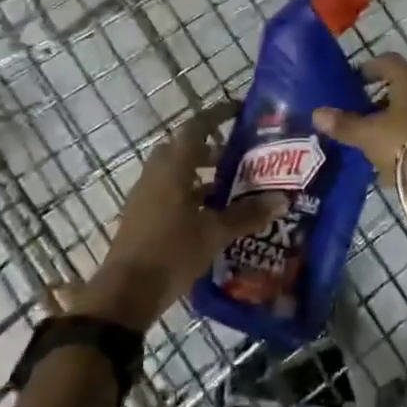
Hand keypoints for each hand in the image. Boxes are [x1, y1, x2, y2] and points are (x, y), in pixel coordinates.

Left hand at [68, 102, 284, 330]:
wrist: (125, 295)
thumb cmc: (171, 252)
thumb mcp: (214, 234)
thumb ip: (246, 214)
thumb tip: (281, 199)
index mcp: (173, 167)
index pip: (197, 127)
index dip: (219, 115)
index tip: (241, 111)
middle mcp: (156, 174)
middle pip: (185, 148)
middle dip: (212, 149)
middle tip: (241, 157)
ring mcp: (146, 196)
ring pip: (177, 172)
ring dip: (202, 174)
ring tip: (232, 189)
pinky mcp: (142, 217)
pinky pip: (170, 192)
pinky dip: (191, 194)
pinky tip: (212, 215)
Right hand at [312, 53, 406, 173]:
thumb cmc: (404, 142)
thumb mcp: (368, 135)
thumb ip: (344, 124)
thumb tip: (317, 113)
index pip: (387, 62)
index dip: (369, 68)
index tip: (355, 80)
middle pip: (404, 86)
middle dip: (382, 98)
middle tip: (363, 111)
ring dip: (397, 120)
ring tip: (377, 139)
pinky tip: (396, 160)